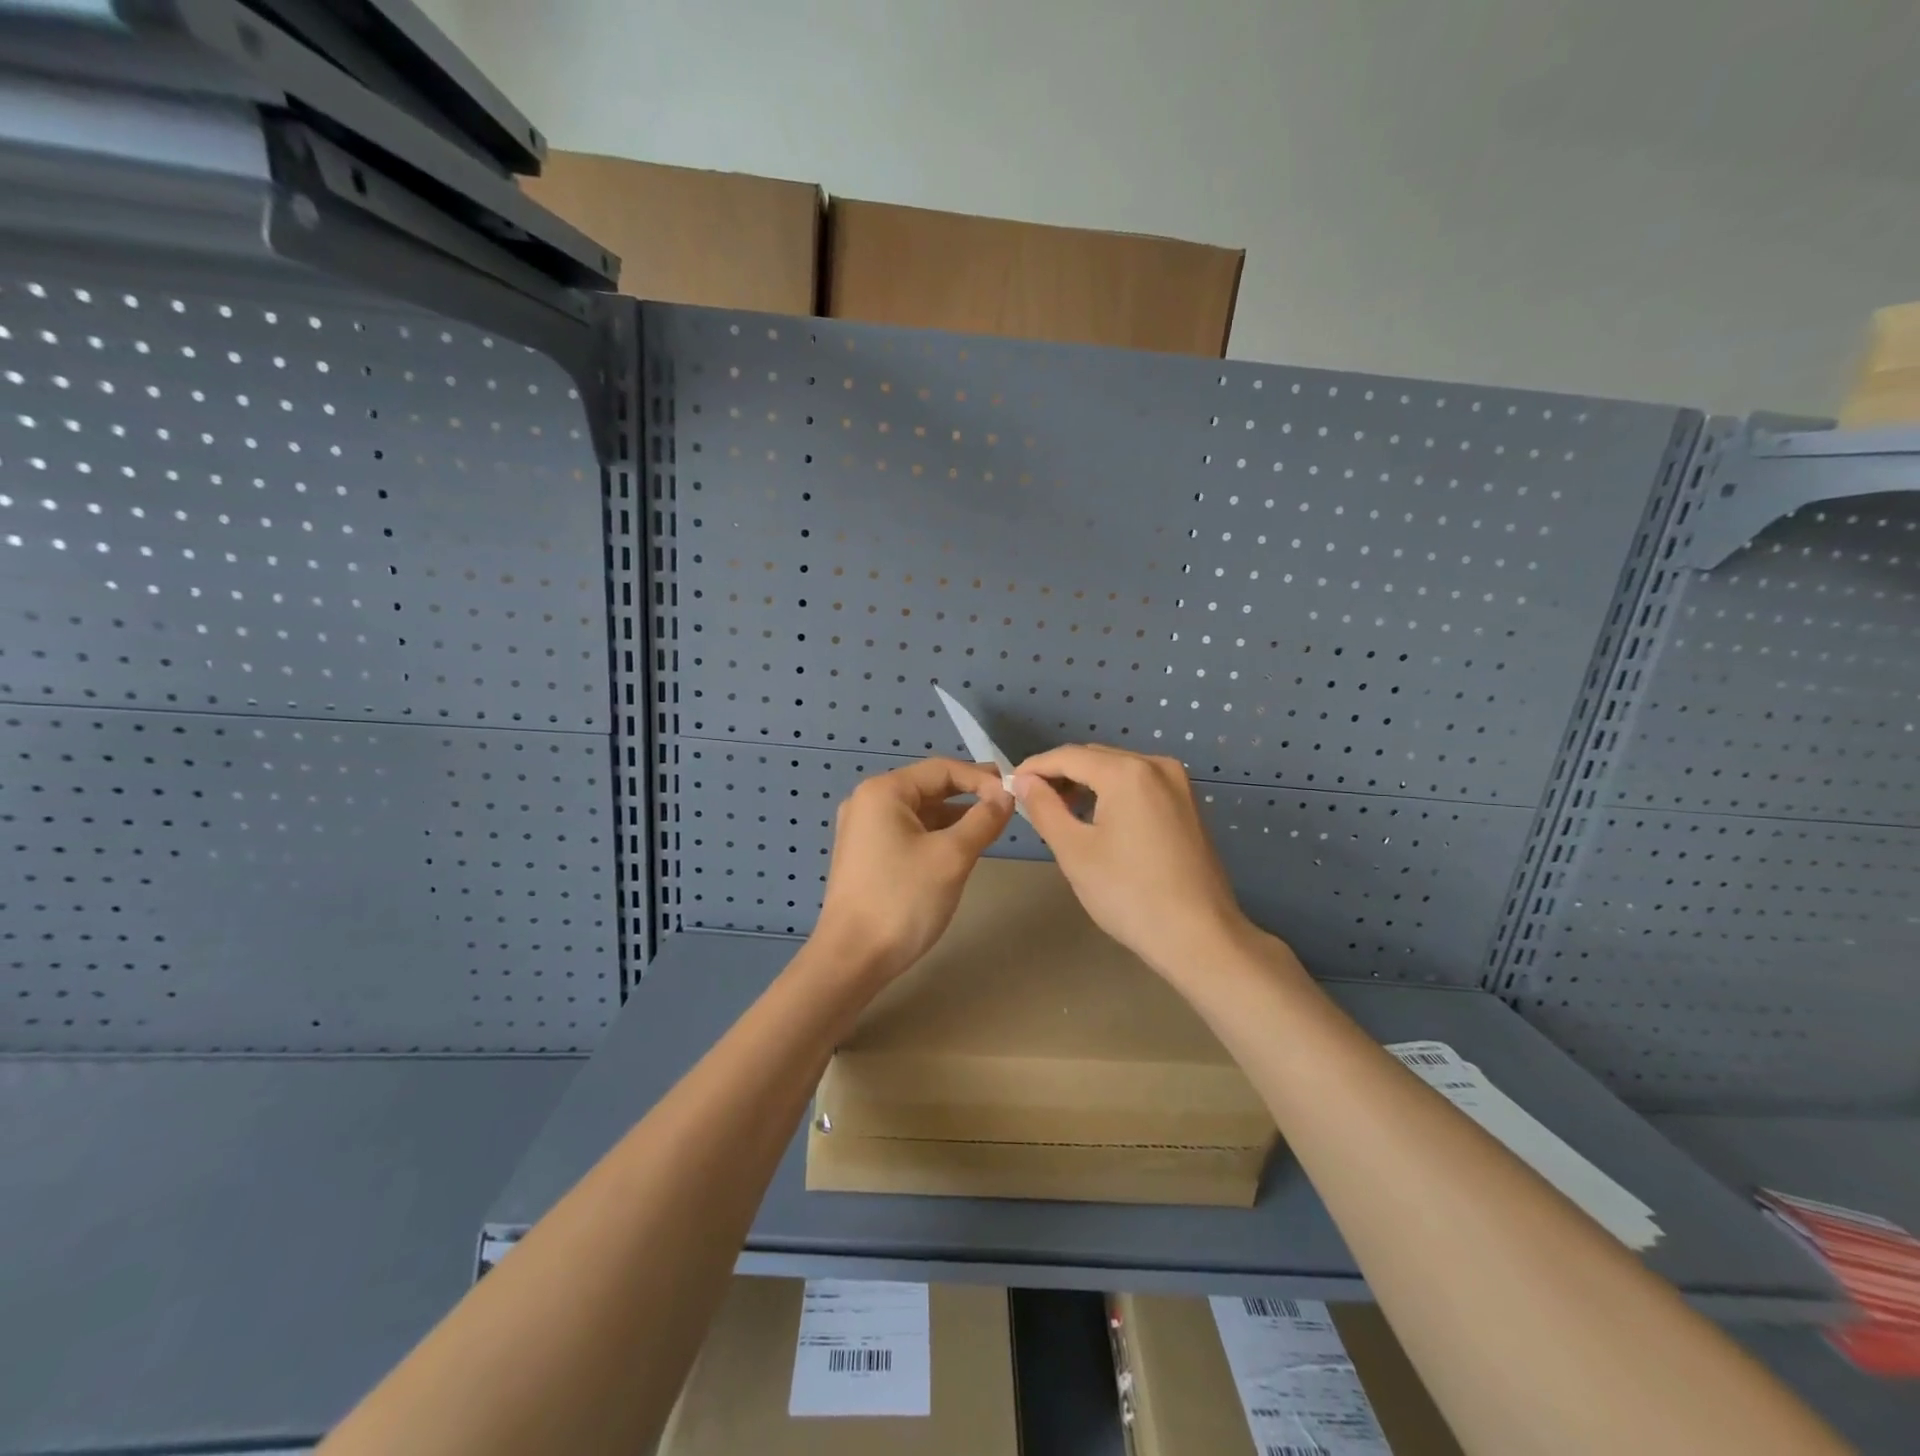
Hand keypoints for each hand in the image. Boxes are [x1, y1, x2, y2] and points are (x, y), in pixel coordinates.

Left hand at [815, 757, 1013, 977]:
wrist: (852, 958)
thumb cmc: (902, 899)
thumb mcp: (952, 856)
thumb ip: (983, 820)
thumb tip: (1006, 795)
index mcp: (884, 791)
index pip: (942, 769)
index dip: (981, 778)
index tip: (1014, 795)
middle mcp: (869, 802)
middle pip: (929, 787)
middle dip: (970, 794)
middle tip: (1008, 804)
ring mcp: (864, 830)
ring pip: (921, 812)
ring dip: (955, 816)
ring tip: (992, 825)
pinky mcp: (867, 855)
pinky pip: (909, 832)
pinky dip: (937, 834)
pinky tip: (961, 846)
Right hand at [1011, 745, 1257, 978]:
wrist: (1199, 936)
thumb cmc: (1128, 894)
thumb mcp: (1074, 851)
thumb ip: (1044, 807)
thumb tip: (1023, 780)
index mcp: (1127, 771)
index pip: (1068, 756)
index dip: (1034, 768)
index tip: (1009, 785)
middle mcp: (1156, 765)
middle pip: (1095, 757)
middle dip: (1060, 775)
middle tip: (1031, 803)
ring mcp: (1178, 784)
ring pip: (1118, 770)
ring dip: (1086, 784)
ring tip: (1060, 812)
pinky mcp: (1187, 805)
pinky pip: (1139, 785)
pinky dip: (1112, 793)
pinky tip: (1097, 819)